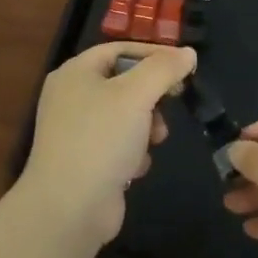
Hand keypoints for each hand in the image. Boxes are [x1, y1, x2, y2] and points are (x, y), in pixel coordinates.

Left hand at [19, 42, 197, 244]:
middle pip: (124, 82)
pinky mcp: (86, 161)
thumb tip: (188, 53)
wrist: (69, 208)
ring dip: (147, 126)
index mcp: (76, 73)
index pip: (120, 49)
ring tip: (155, 139)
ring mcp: (77, 131)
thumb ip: (164, 69)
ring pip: (125, 115)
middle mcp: (72, 97)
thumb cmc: (101, 139)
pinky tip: (136, 166)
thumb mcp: (137, 94)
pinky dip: (133, 152)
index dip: (154, 53)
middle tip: (175, 100)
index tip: (185, 66)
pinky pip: (118, 144)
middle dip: (152, 95)